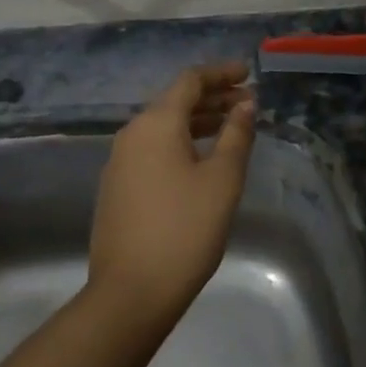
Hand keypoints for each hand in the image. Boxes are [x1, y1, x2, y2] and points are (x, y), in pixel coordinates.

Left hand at [87, 64, 256, 330]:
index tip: (248, 74)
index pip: (190, 80)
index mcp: (156, 123)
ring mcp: (120, 160)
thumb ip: (236, 135)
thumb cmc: (184, 230)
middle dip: (213, 97)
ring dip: (198, 121)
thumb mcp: (221, 180)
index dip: (221, 74)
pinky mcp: (117, 186)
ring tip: (230, 127)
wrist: (130, 292)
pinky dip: (181, 142)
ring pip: (163, 126)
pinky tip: (201, 159)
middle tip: (247, 103)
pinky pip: (153, 148)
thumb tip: (245, 104)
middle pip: (175, 101)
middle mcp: (132, 133)